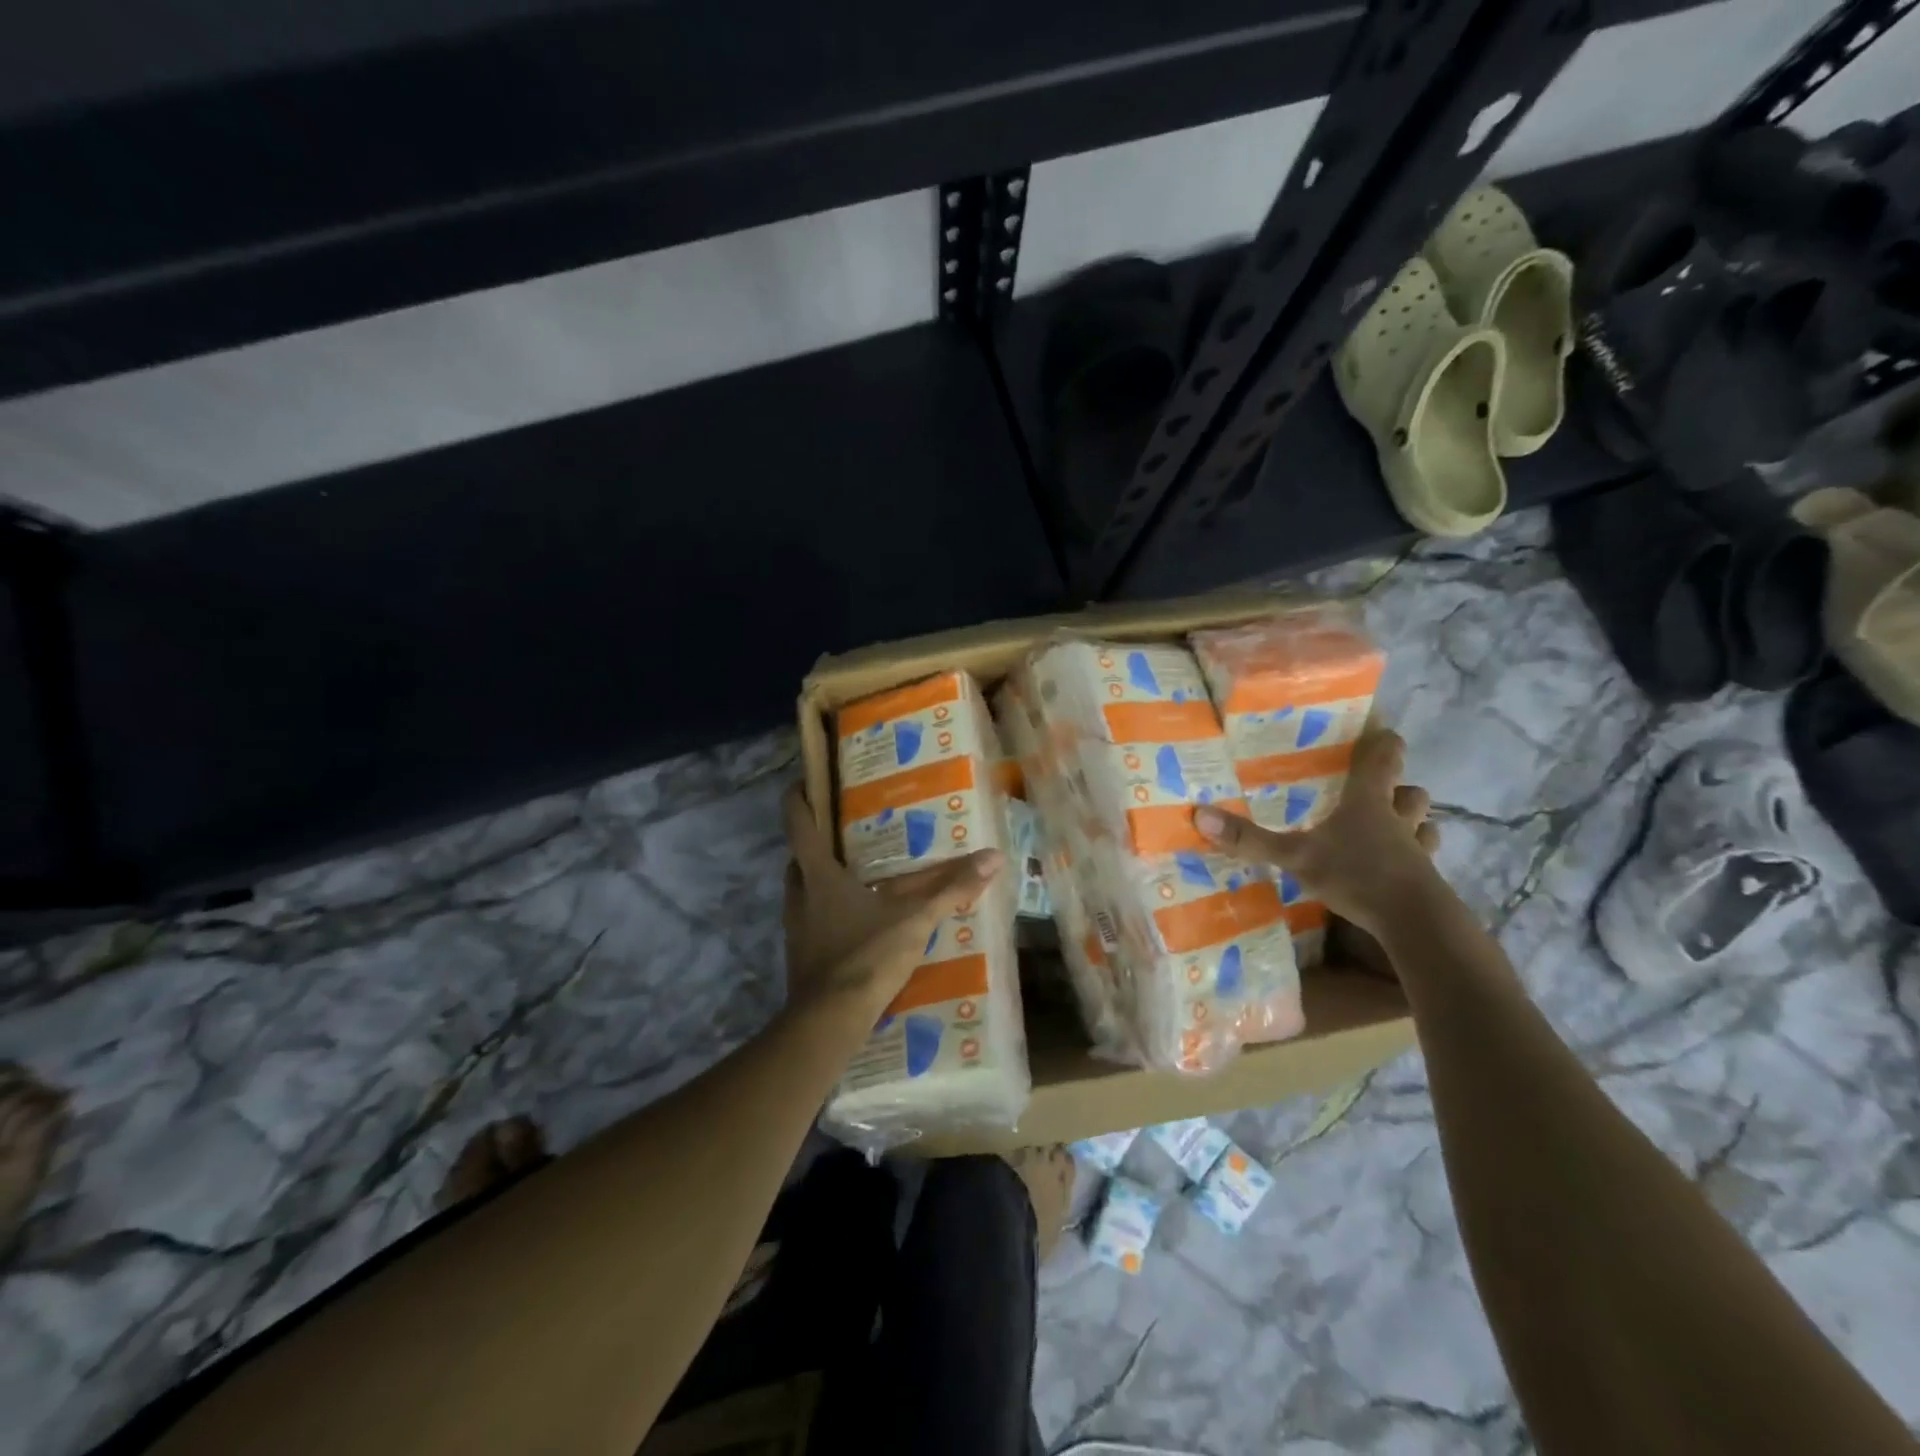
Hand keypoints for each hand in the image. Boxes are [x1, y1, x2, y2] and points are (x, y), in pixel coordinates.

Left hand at [781, 783, 1003, 1018]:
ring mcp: (795, 927)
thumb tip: (993, 858)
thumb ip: (952, 889)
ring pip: (802, 890)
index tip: (804, 781)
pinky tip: (855, 921)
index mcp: (819, 875)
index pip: (798, 824)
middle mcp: (799, 895)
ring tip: (854, 875)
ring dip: (820, 879)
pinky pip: (810, 920)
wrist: (830, 1020)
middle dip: (815, 843)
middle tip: (844, 833)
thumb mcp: (916, 919)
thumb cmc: (867, 955)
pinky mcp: (800, 955)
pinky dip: (826, 912)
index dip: (798, 799)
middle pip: (798, 858)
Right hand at [1194, 729, 1440, 937]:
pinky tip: (1399, 869)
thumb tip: (1199, 815)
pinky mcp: (1427, 879)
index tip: (1380, 732)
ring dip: (1414, 822)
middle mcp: (1397, 818)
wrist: (1414, 921)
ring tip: (1393, 828)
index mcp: (1367, 801)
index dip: (1383, 743)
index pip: (1383, 758)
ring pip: (1425, 824)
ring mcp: (1417, 849)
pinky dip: (1416, 858)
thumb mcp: (1294, 856)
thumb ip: (1251, 839)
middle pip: (1410, 791)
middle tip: (1380, 790)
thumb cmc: (1356, 874)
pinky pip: (1425, 859)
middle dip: (1400, 788)